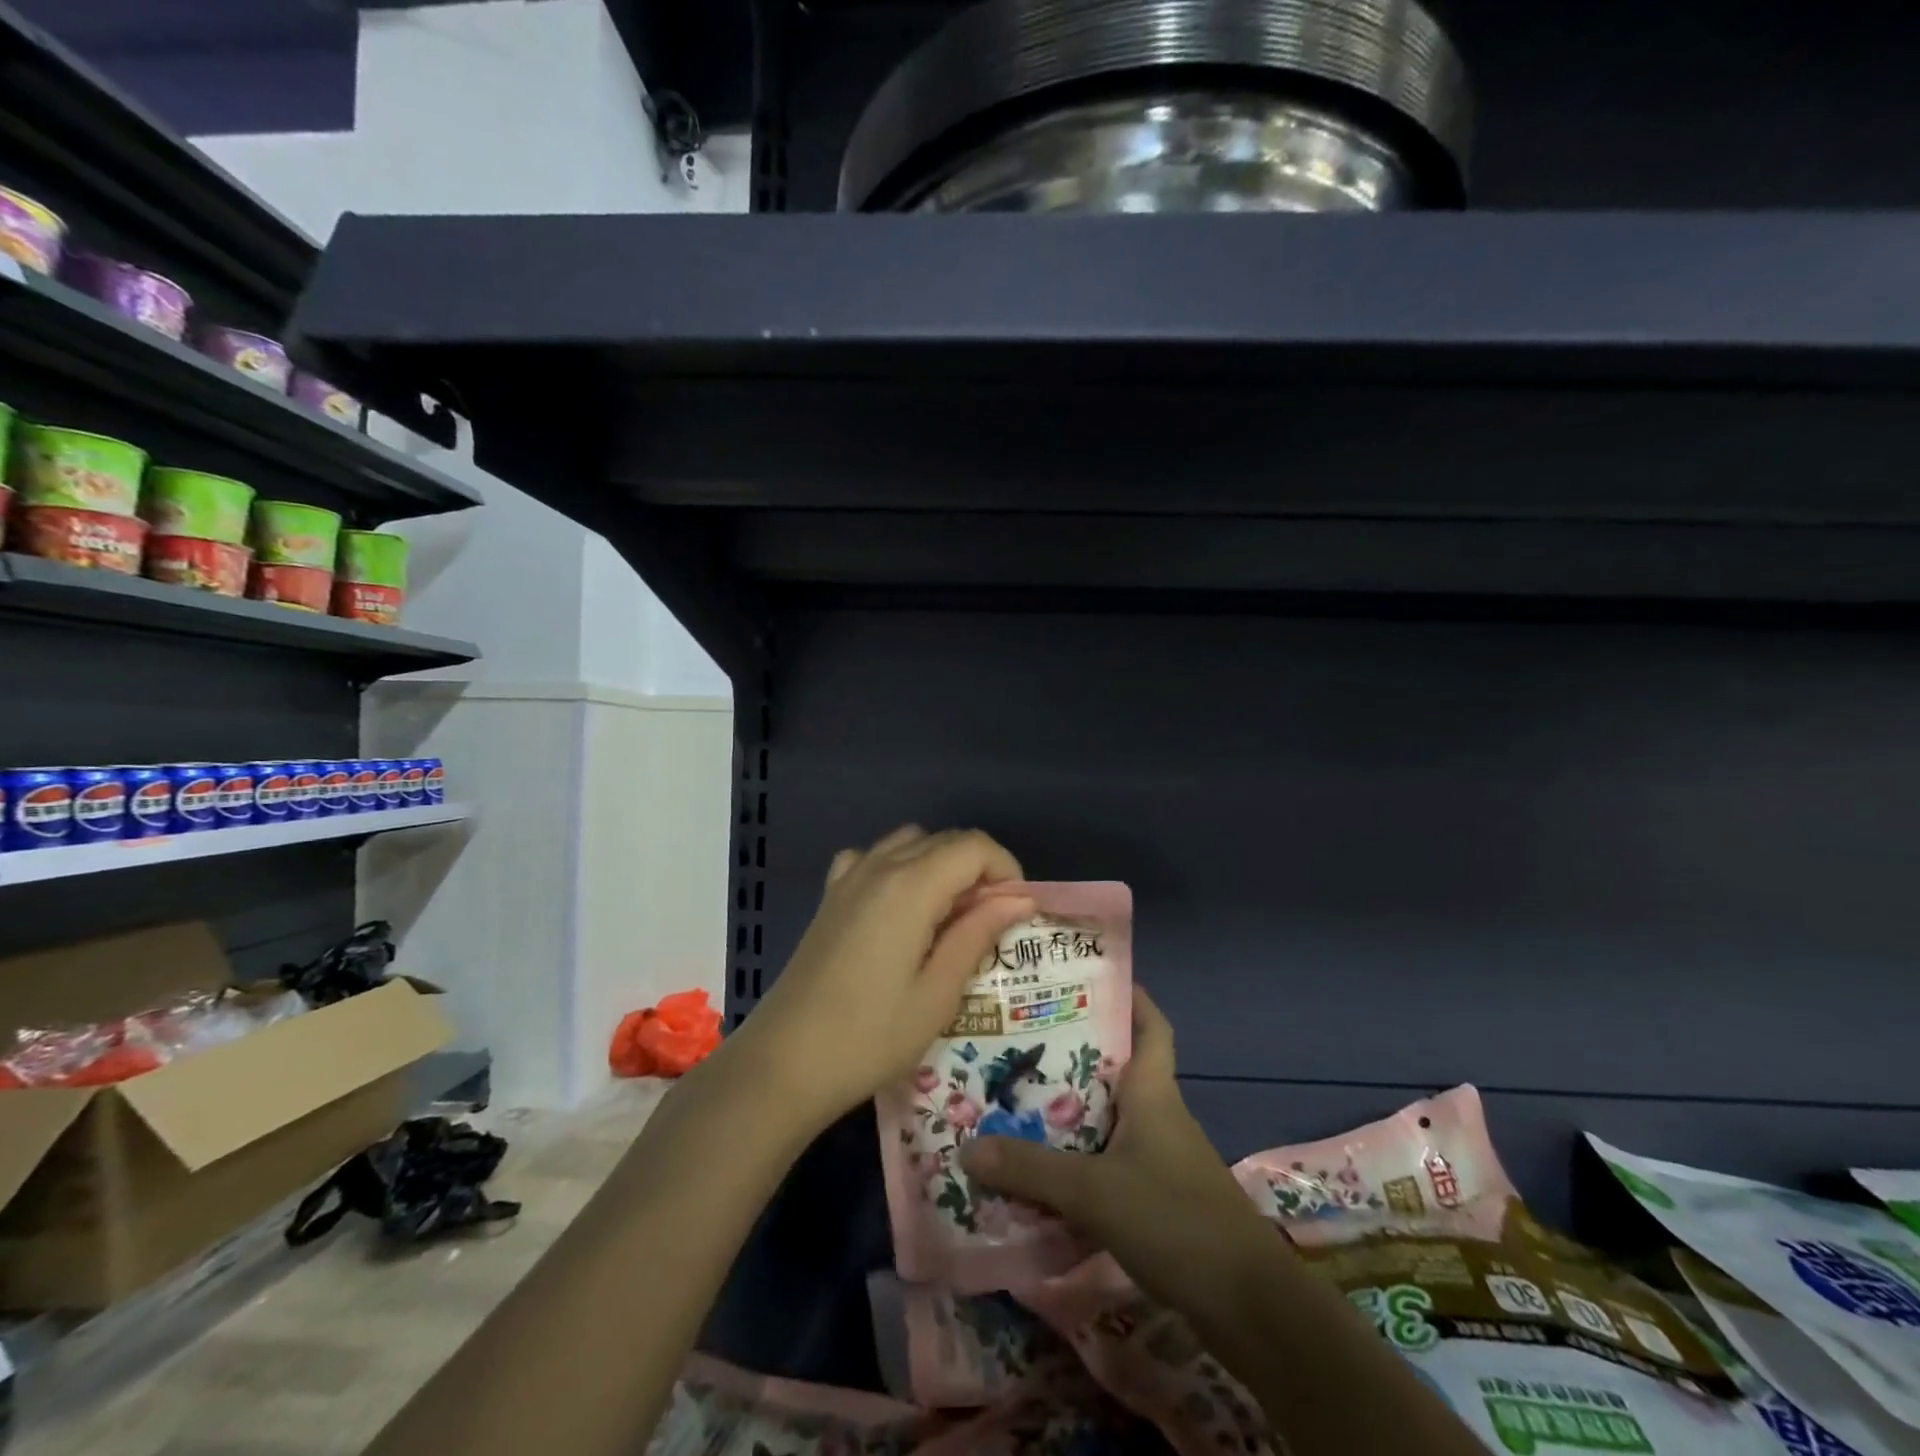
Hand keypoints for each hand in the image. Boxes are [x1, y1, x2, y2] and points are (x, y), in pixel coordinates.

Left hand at [738, 826, 1033, 1135]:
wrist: (785, 1062)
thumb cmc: (870, 1036)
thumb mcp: (938, 993)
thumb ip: (978, 934)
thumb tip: (1019, 898)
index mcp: (910, 885)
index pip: (974, 846)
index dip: (1005, 870)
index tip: (1013, 914)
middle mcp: (879, 865)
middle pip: (944, 839)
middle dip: (977, 870)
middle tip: (986, 924)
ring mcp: (848, 876)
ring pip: (910, 842)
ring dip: (940, 865)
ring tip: (946, 918)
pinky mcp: (830, 895)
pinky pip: (873, 858)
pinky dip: (898, 867)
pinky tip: (898, 908)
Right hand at [960, 986, 1273, 1309]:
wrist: (1247, 1306)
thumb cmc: (1176, 1220)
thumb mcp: (1095, 1191)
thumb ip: (1031, 1170)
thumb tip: (967, 1146)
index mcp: (1153, 1092)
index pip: (1151, 1025)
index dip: (1129, 997)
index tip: (1089, 979)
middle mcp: (1157, 1114)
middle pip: (1116, 1068)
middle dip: (1072, 1055)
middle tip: (1021, 1043)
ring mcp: (1160, 1158)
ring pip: (1108, 1117)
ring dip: (1070, 1110)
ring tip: (1017, 1101)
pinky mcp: (1157, 1198)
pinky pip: (1109, 1160)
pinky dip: (1078, 1158)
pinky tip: (1042, 1171)